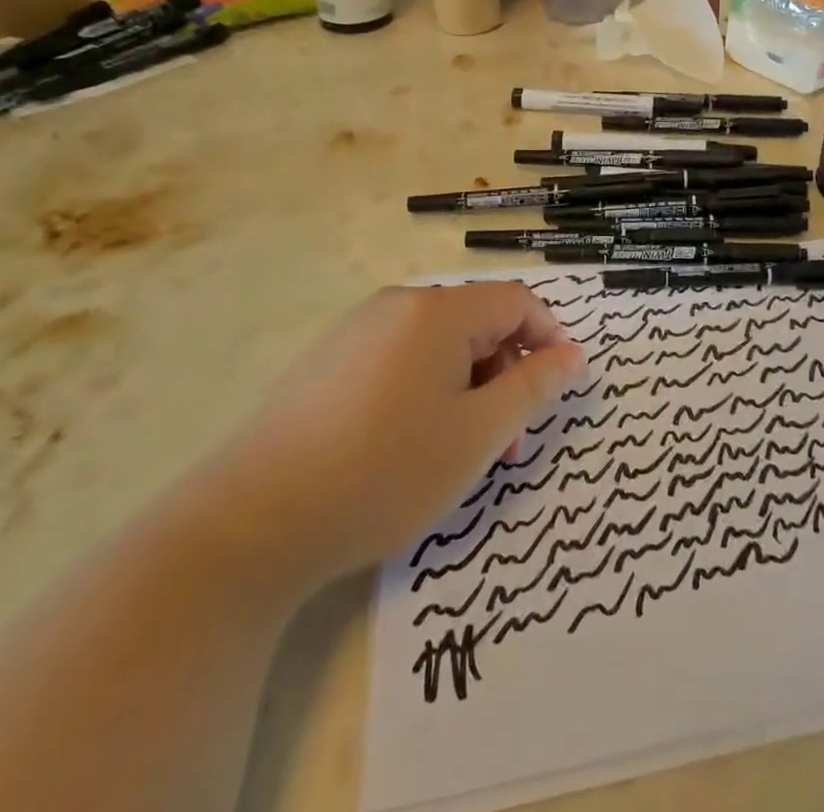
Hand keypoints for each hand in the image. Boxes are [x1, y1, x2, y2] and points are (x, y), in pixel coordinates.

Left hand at [197, 283, 584, 594]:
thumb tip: (571, 355)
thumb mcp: (477, 435)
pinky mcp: (328, 362)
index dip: (548, 339)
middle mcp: (397, 306)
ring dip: (469, 389)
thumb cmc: (384, 471)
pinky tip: (410, 446)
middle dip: (506, 375)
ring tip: (462, 453)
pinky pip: (400, 360)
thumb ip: (533, 388)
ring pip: (440, 346)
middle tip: (508, 444)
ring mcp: (357, 331)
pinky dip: (427, 391)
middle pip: (478, 324)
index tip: (558, 390)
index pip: (516, 301)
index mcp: (438, 311)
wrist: (252, 522)